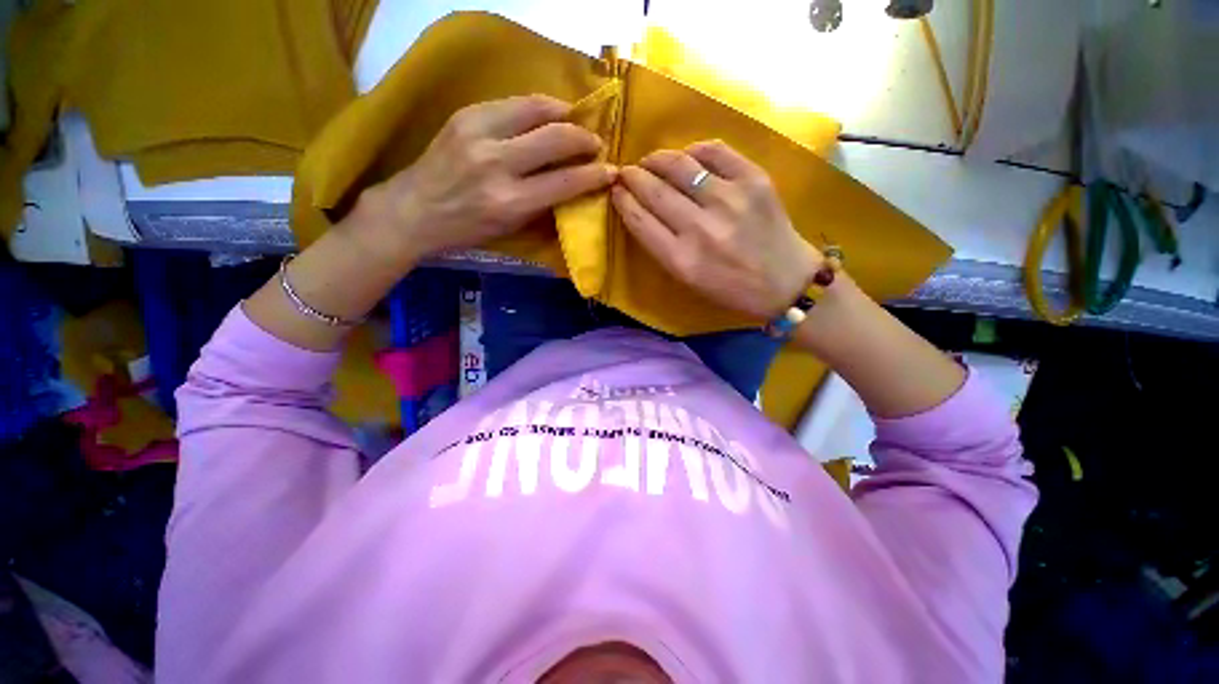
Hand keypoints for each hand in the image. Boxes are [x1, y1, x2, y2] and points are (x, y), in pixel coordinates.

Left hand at [354, 94, 617, 266]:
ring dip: (564, 114)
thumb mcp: (510, 227)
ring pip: (536, 109)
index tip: (611, 170)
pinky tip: (546, 115)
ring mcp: (478, 134)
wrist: (414, 209)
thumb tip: (573, 183)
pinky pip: (512, 103)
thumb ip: (542, 203)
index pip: (565, 182)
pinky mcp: (465, 115)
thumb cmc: (468, 230)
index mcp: (510, 203)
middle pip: (555, 138)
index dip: (594, 175)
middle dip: (584, 138)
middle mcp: (497, 165)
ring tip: (576, 121)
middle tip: (595, 142)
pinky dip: (537, 108)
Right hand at [611, 141, 820, 319]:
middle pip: (654, 190)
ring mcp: (729, 200)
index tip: (616, 190)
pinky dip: (694, 150)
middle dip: (633, 176)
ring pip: (679, 165)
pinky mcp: (754, 180)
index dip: (622, 200)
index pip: (639, 220)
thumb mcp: (688, 279)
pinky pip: (714, 151)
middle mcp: (701, 228)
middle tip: (626, 171)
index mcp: (681, 260)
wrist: (785, 280)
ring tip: (651, 161)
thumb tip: (641, 208)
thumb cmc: (730, 287)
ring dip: (657, 159)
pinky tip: (688, 157)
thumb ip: (662, 246)